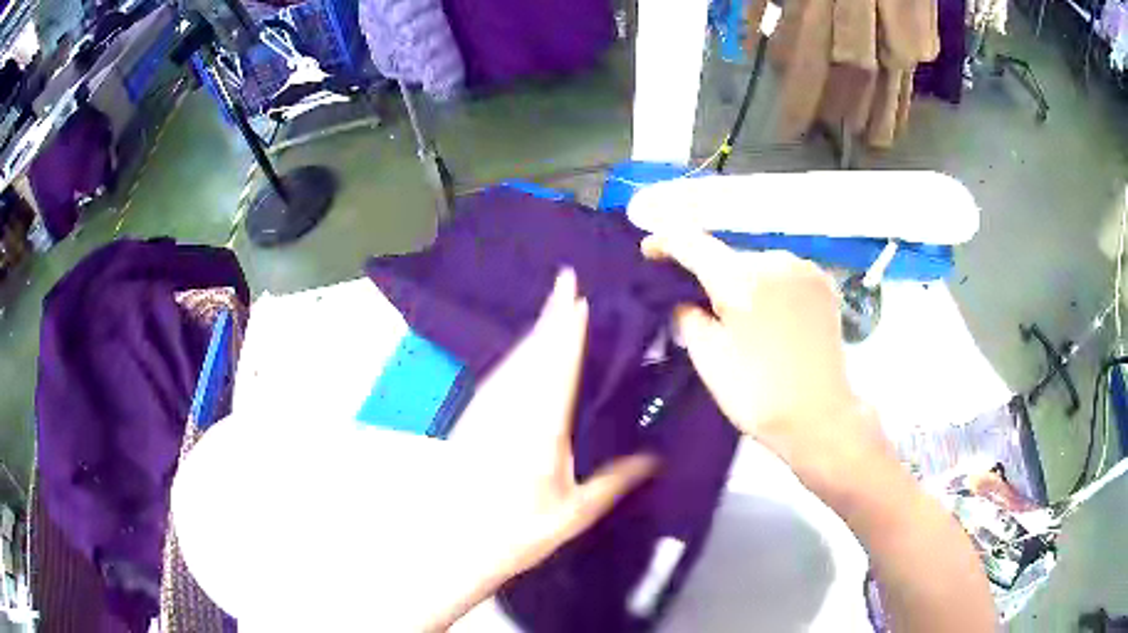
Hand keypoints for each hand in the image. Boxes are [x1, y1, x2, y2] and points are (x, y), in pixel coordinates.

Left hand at [425, 269, 657, 629]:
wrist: (450, 544)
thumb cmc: (516, 533)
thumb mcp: (573, 513)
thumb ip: (615, 481)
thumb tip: (655, 459)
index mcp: (542, 427)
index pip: (559, 365)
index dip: (568, 327)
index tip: (577, 293)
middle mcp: (511, 408)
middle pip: (534, 351)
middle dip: (551, 314)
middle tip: (566, 280)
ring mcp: (486, 410)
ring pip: (514, 358)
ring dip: (535, 330)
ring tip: (553, 306)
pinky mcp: (472, 418)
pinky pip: (500, 374)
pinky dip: (518, 354)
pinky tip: (524, 352)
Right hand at [641, 232, 887, 487]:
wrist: (820, 417)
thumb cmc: (758, 394)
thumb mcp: (708, 359)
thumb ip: (687, 316)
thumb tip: (684, 300)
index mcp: (742, 279)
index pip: (692, 242)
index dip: (666, 241)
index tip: (649, 251)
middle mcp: (775, 260)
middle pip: (727, 255)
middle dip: (707, 271)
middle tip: (695, 300)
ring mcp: (804, 268)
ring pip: (756, 263)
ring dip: (740, 280)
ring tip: (738, 314)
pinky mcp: (823, 283)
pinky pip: (782, 273)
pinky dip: (767, 285)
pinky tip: (767, 312)